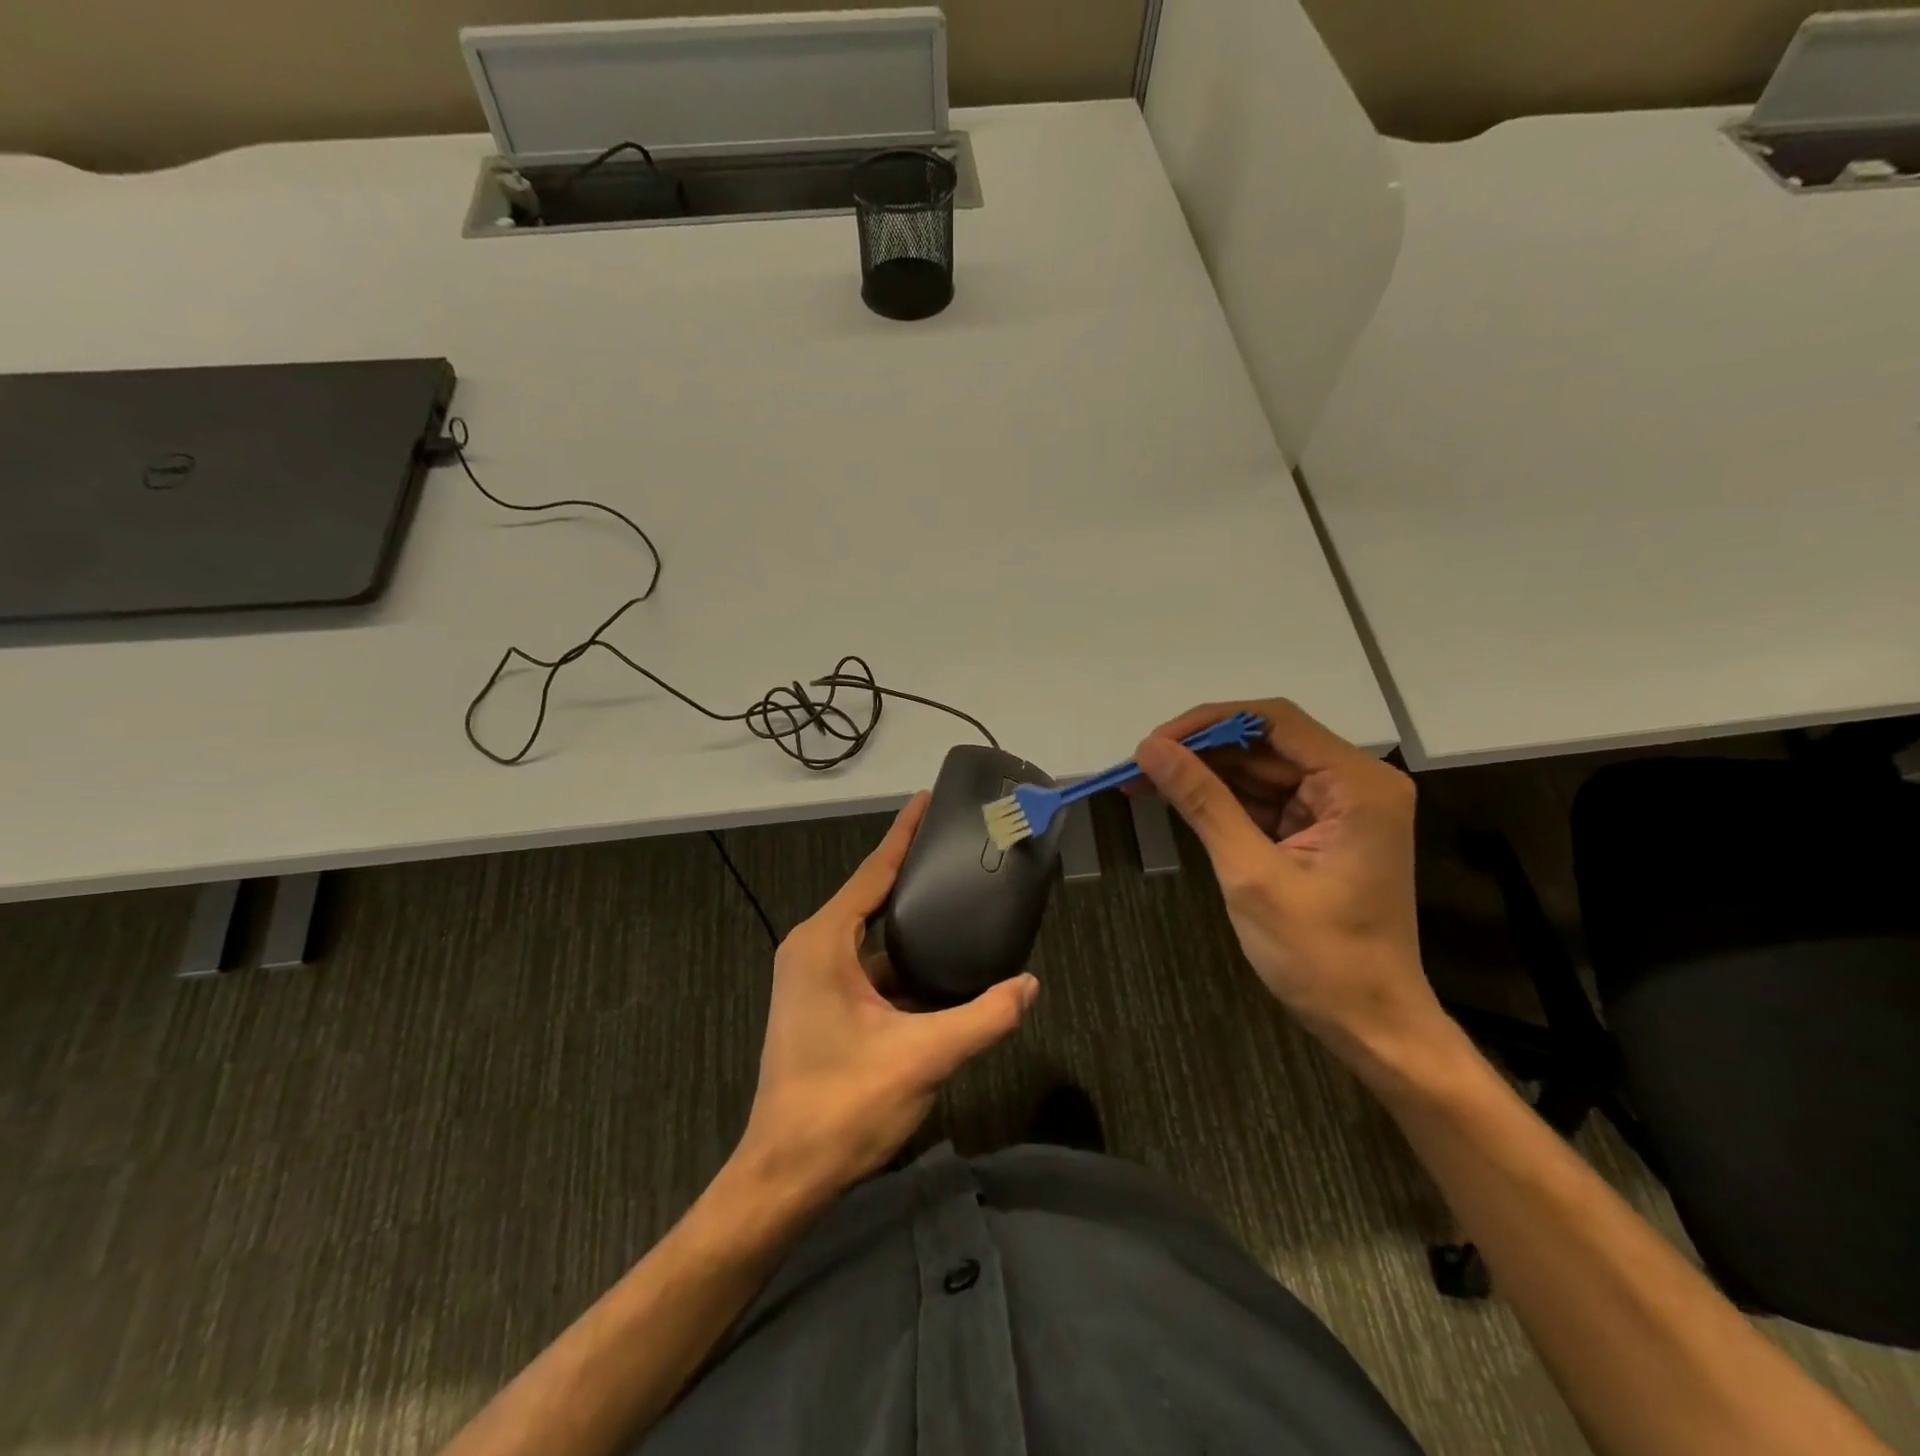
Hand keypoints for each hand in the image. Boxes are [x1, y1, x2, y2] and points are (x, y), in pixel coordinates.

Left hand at [736, 794, 1039, 1199]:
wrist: (784, 1175)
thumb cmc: (843, 1106)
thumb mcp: (922, 1058)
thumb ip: (983, 1018)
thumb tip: (1029, 985)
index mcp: (824, 941)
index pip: (873, 871)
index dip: (904, 833)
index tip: (928, 799)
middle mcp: (813, 947)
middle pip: (871, 894)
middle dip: (912, 869)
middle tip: (959, 846)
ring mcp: (812, 977)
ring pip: (871, 934)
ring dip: (910, 918)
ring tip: (959, 897)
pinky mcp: (820, 1004)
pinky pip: (867, 964)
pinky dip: (901, 958)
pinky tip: (940, 963)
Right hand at [1132, 699, 1443, 1067]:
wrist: (1371, 1025)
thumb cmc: (1320, 955)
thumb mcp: (1251, 873)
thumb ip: (1203, 802)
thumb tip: (1150, 749)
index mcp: (1357, 784)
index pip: (1275, 721)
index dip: (1208, 723)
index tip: (1154, 743)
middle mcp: (1354, 784)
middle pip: (1265, 744)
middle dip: (1200, 752)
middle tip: (1138, 766)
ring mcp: (1338, 808)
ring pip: (1259, 771)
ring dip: (1204, 776)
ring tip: (1142, 782)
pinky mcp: (1320, 831)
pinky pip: (1264, 800)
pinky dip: (1221, 802)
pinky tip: (1176, 801)